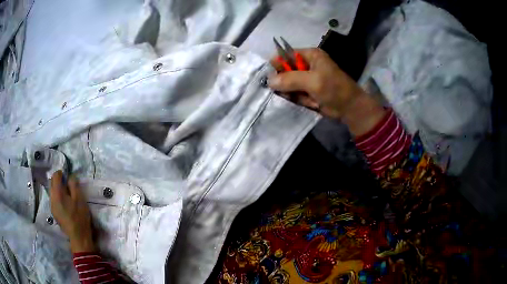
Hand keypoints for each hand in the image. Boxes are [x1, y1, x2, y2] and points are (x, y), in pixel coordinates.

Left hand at [50, 171, 95, 252]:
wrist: (78, 237)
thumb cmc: (79, 217)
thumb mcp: (80, 199)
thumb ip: (74, 185)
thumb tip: (70, 177)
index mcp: (57, 193)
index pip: (55, 176)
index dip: (61, 173)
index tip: (68, 176)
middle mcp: (52, 198)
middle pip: (51, 183)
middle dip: (58, 180)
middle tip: (67, 184)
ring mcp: (52, 206)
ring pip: (52, 191)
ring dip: (57, 189)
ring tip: (66, 194)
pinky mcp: (54, 213)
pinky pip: (53, 199)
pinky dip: (57, 196)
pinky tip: (64, 203)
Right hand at [269, 48, 385, 135]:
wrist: (350, 109)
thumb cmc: (334, 89)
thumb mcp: (312, 81)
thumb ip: (290, 79)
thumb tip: (269, 81)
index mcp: (309, 55)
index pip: (285, 55)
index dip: (276, 65)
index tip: (271, 78)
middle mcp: (306, 64)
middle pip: (284, 71)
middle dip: (286, 83)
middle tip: (289, 92)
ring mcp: (307, 79)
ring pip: (288, 84)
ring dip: (294, 94)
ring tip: (306, 99)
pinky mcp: (307, 91)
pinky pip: (294, 93)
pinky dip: (299, 99)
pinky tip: (310, 103)